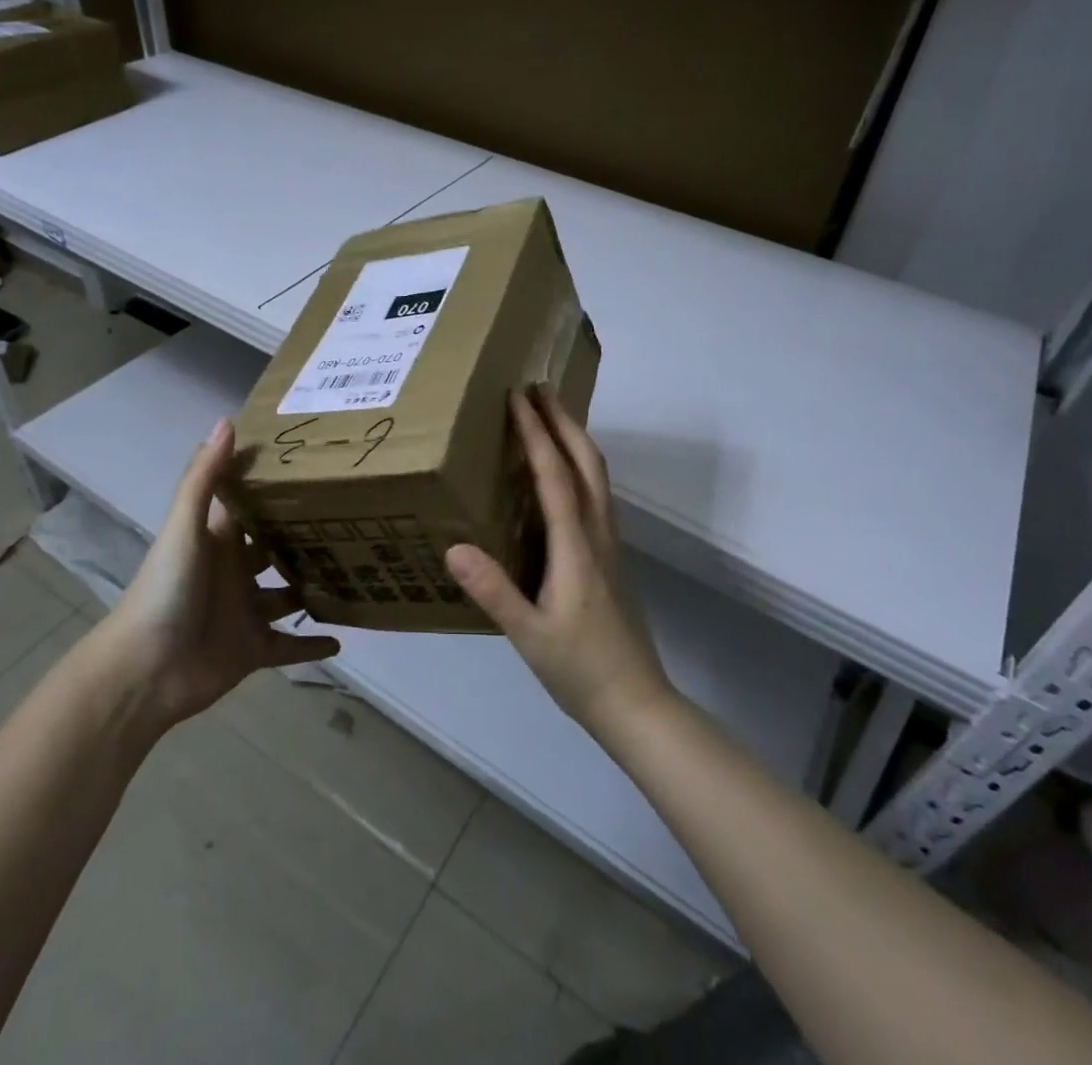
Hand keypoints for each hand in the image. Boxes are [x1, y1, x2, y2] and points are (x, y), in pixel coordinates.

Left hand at [99, 419, 338, 729]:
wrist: (145, 670)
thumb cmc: (166, 590)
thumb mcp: (184, 528)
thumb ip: (204, 478)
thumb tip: (227, 420)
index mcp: (217, 540)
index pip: (249, 506)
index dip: (274, 488)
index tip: (313, 467)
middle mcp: (233, 572)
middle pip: (273, 549)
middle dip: (301, 537)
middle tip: (349, 519)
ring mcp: (245, 612)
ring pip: (286, 596)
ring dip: (311, 587)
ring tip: (354, 571)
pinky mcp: (253, 650)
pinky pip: (289, 646)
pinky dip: (312, 644)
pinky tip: (342, 637)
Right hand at [445, 389, 672, 739]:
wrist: (637, 703)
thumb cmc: (580, 669)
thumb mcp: (528, 635)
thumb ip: (494, 591)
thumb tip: (454, 546)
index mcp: (576, 546)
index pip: (555, 475)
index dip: (536, 434)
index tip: (518, 397)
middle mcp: (597, 534)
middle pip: (587, 462)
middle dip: (564, 420)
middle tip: (539, 389)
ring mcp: (609, 544)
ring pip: (597, 476)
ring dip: (576, 438)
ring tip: (551, 416)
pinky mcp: (610, 557)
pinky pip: (596, 494)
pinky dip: (580, 466)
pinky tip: (564, 474)